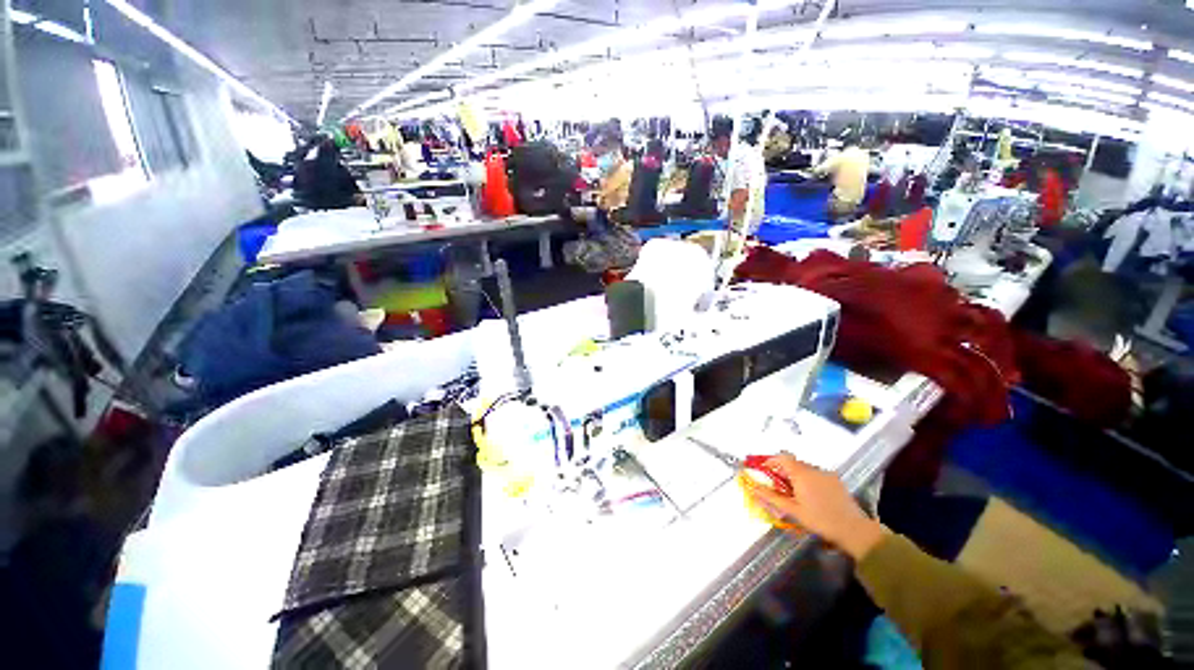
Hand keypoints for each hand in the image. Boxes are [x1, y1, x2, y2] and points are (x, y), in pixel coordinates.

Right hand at [746, 453, 887, 559]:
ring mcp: (826, 474)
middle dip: (783, 472)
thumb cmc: (820, 520)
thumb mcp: (793, 510)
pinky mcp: (836, 480)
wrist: (854, 529)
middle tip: (779, 488)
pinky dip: (809, 480)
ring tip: (796, 495)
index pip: (781, 457)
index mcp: (801, 474)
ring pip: (805, 469)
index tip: (765, 472)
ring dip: (796, 477)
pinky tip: (812, 497)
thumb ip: (771, 497)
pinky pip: (817, 475)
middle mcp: (813, 469)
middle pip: (793, 463)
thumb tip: (753, 488)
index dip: (771, 462)